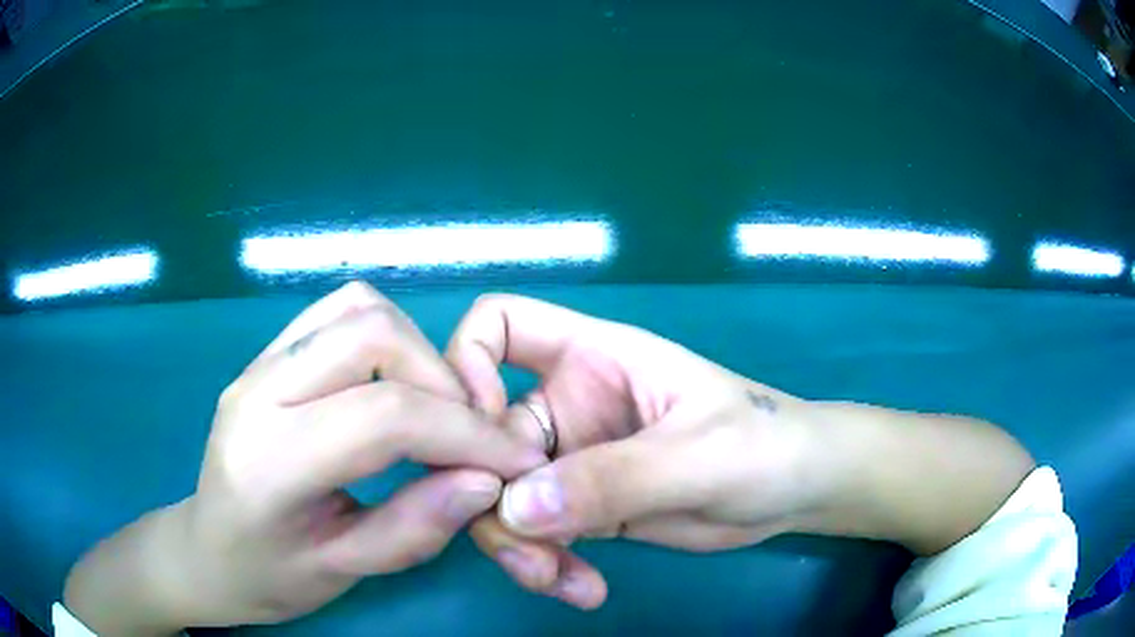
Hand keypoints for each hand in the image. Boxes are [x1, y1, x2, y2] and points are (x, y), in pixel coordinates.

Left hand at [64, 283, 544, 633]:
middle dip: (444, 382)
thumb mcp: (343, 573)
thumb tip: (487, 480)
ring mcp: (258, 363)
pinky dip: (388, 339)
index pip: (383, 416)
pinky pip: (339, 314)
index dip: (466, 434)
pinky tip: (396, 389)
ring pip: (359, 308)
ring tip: (436, 412)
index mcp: (269, 460)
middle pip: (373, 334)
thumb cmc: (267, 577)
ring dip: (417, 352)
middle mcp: (257, 391)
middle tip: (471, 437)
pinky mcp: (266, 355)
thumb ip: (415, 528)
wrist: (205, 550)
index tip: (516, 460)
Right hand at [446, 295, 818, 609]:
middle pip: (485, 434)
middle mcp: (570, 404)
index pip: (500, 323)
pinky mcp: (585, 509)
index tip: (475, 433)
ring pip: (503, 496)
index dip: (467, 364)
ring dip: (517, 544)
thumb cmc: (764, 444)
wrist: (796, 490)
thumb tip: (515, 508)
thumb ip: (614, 478)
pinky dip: (545, 563)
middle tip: (527, 550)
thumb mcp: (699, 455)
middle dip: (489, 495)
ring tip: (560, 580)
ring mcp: (573, 461)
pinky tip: (583, 589)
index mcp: (592, 357)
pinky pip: (536, 534)